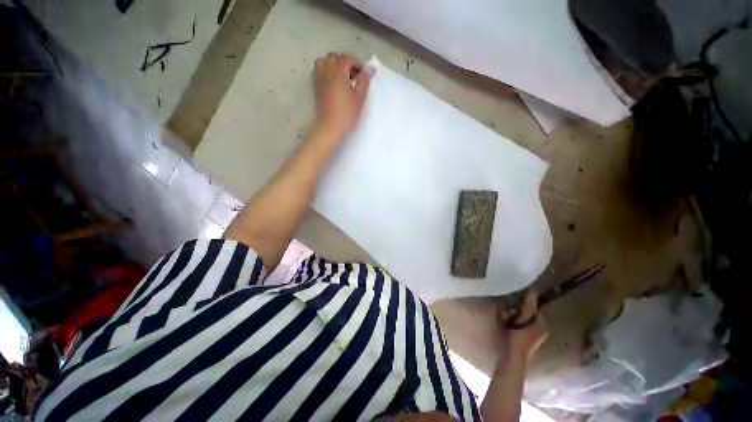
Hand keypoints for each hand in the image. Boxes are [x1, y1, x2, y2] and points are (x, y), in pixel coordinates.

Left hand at [313, 53, 370, 140]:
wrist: (330, 126)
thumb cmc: (346, 113)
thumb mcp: (359, 98)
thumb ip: (364, 81)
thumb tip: (369, 69)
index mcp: (339, 72)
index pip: (347, 58)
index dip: (357, 64)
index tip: (362, 75)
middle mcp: (327, 71)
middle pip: (335, 57)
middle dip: (345, 62)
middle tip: (353, 76)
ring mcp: (319, 78)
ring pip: (325, 60)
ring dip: (334, 64)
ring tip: (342, 76)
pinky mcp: (316, 85)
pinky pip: (319, 69)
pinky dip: (326, 70)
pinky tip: (333, 81)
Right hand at [498, 292, 547, 361]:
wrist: (512, 360)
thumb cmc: (519, 340)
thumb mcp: (523, 321)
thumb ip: (528, 307)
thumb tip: (532, 292)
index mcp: (542, 326)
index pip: (535, 309)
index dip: (525, 306)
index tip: (515, 305)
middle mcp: (539, 330)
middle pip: (526, 313)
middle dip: (515, 311)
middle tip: (507, 313)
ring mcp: (530, 335)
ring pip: (519, 319)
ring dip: (510, 316)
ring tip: (503, 318)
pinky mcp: (521, 338)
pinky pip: (516, 325)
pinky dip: (510, 322)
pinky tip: (503, 324)